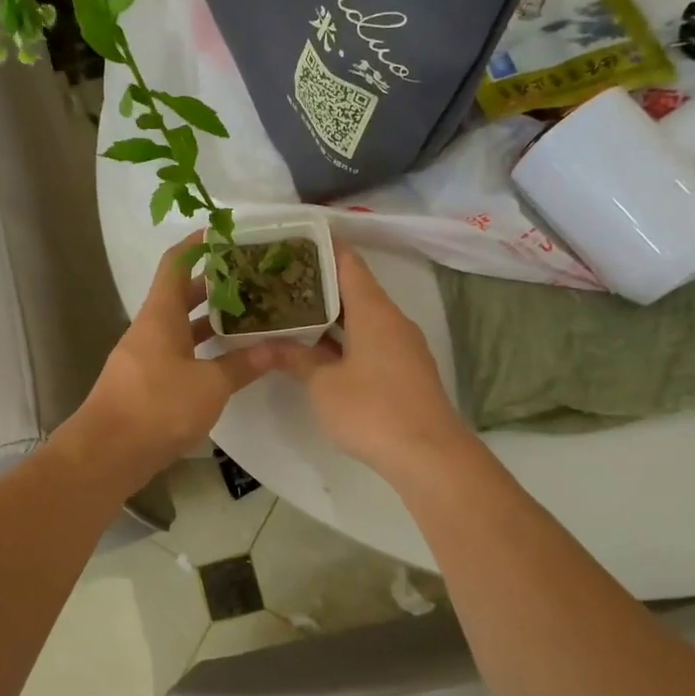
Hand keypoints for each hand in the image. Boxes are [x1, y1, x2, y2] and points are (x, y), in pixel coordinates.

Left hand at [63, 233, 288, 485]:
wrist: (107, 453)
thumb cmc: (157, 406)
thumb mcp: (210, 385)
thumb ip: (243, 364)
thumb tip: (279, 348)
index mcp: (160, 314)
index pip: (176, 263)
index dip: (198, 243)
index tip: (226, 233)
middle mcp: (150, 329)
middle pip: (181, 294)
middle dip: (215, 284)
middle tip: (253, 278)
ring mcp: (145, 357)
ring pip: (181, 327)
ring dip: (210, 320)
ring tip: (250, 314)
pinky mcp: (146, 384)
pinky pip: (177, 354)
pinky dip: (202, 350)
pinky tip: (228, 358)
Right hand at [280, 245, 469, 478]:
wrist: (429, 455)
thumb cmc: (371, 410)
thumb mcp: (323, 384)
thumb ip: (295, 358)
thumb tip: (265, 344)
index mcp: (373, 310)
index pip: (347, 262)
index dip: (321, 247)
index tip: (291, 239)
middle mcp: (391, 319)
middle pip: (354, 287)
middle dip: (317, 282)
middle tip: (278, 278)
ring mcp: (401, 345)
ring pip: (361, 316)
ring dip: (329, 312)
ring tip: (290, 309)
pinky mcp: (404, 369)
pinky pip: (369, 338)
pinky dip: (343, 335)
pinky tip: (317, 346)